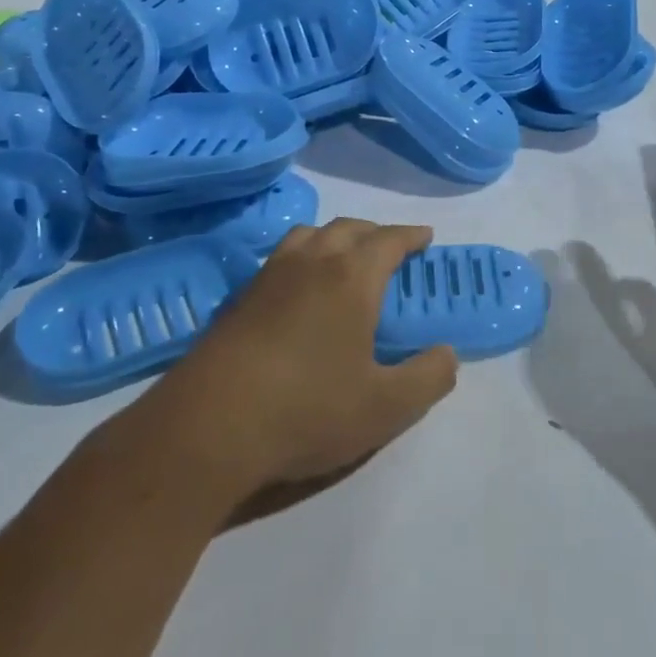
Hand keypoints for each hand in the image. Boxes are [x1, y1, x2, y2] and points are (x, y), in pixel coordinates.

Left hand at [118, 219, 458, 510]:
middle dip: (375, 233)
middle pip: (348, 228)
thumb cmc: (307, 410)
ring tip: (343, 259)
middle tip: (391, 250)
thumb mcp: (385, 407)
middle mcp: (311, 262)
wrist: (208, 428)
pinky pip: (279, 258)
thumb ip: (428, 377)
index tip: (426, 238)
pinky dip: (301, 257)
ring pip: (308, 235)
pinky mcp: (237, 299)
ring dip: (334, 237)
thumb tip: (448, 354)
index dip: (411, 236)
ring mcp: (268, 277)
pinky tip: (297, 290)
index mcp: (351, 277)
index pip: (389, 240)